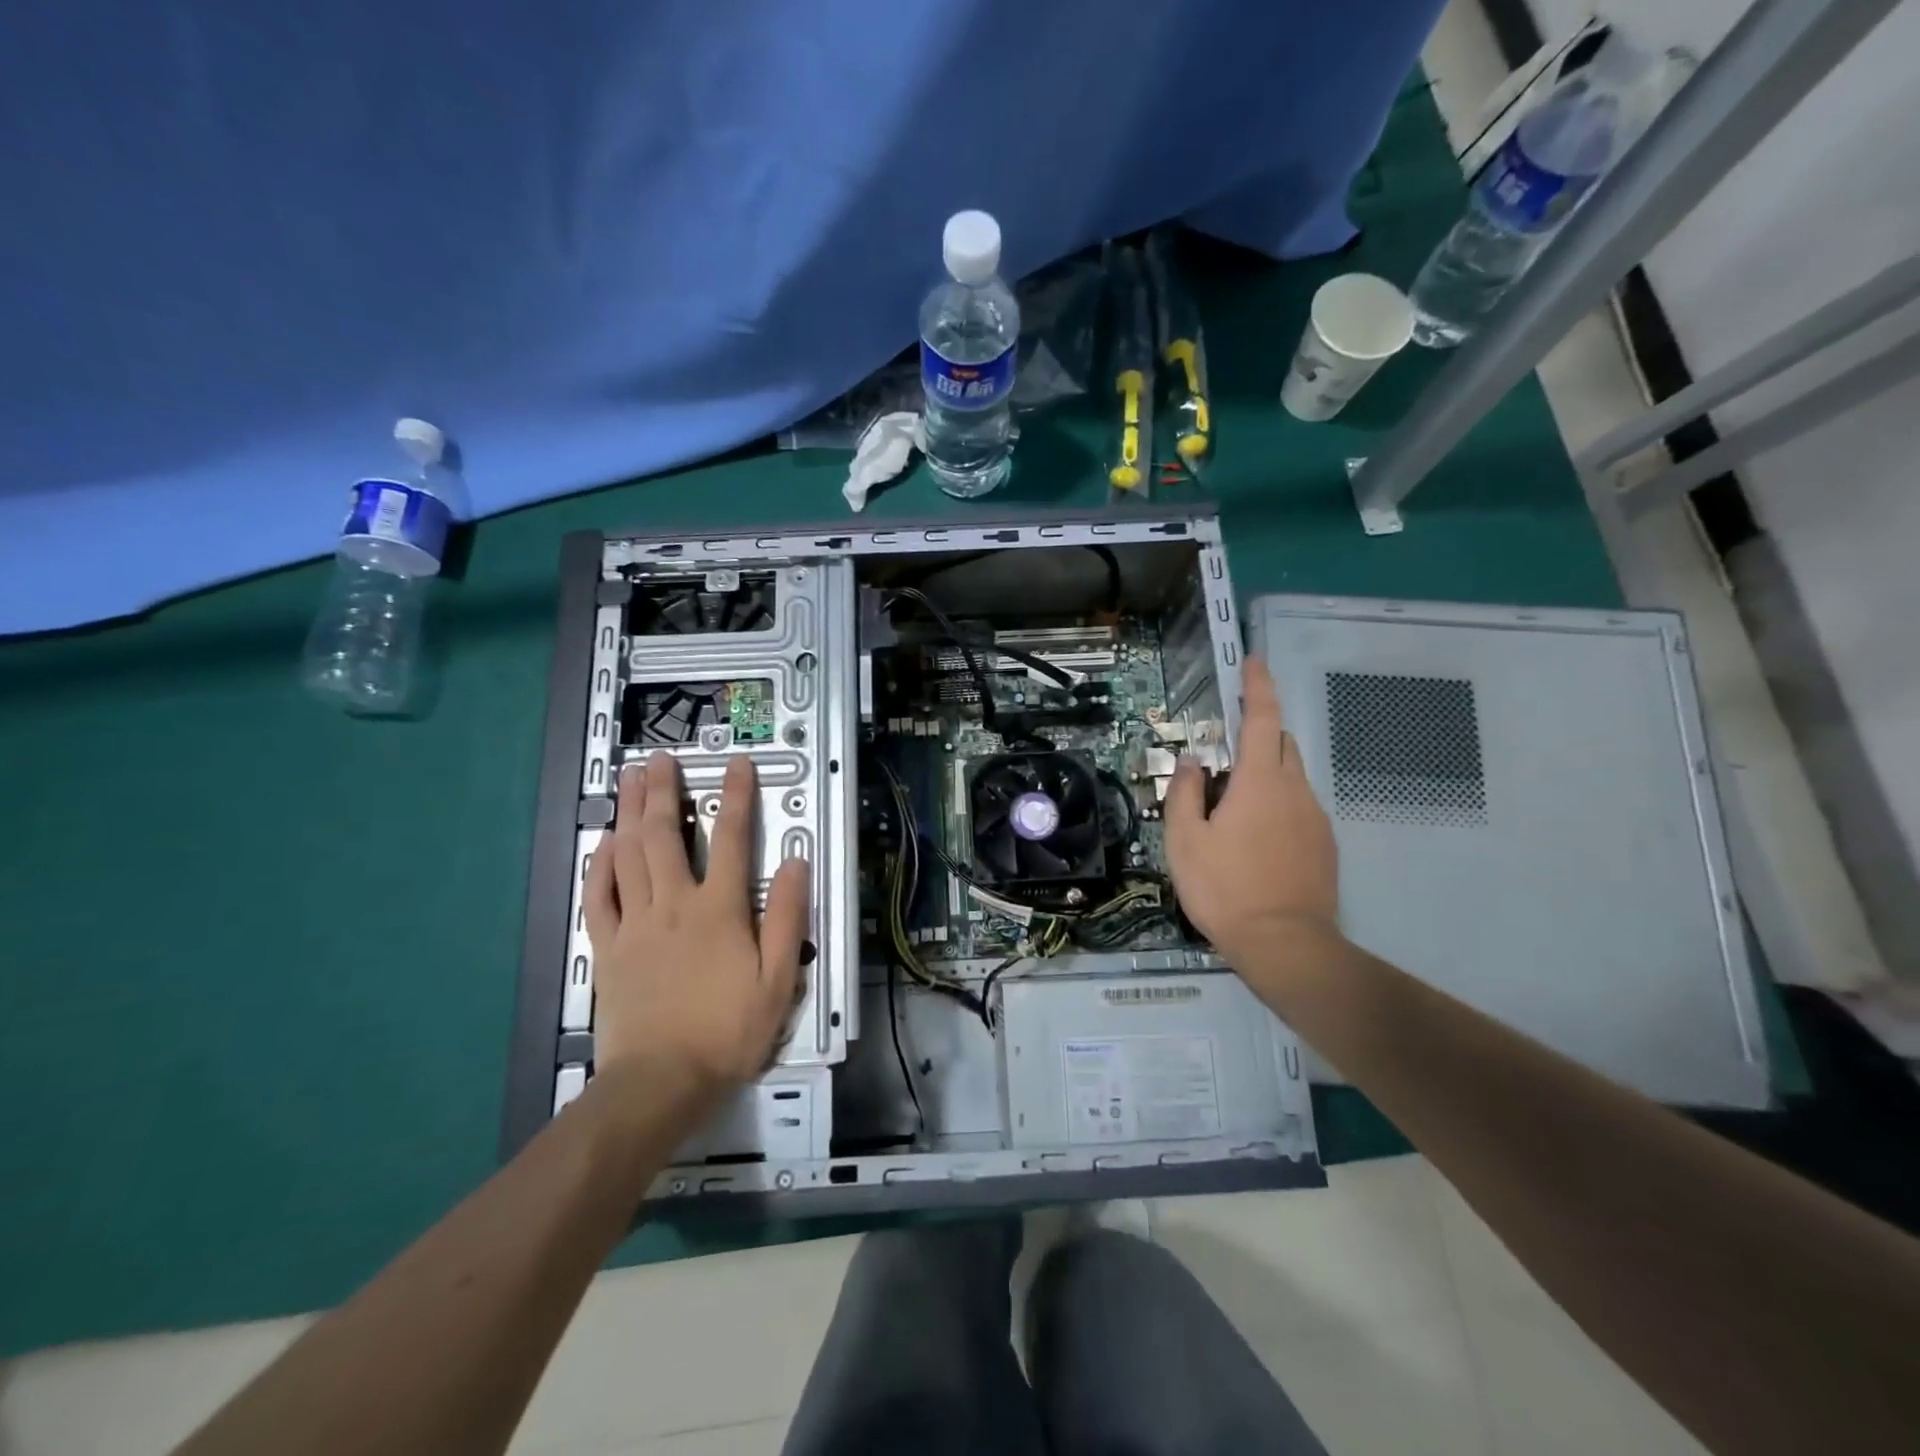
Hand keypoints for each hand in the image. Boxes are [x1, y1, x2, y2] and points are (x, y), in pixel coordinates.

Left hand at [583, 753, 810, 1103]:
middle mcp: (674, 904)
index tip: (735, 764)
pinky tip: (602, 844)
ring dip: (628, 813)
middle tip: (659, 758)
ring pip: (629, 856)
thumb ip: (786, 917)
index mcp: (718, 910)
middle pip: (665, 835)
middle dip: (663, 792)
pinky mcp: (609, 947)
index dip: (736, 797)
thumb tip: (794, 862)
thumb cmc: (727, 1031)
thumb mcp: (777, 979)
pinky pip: (599, 897)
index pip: (732, 839)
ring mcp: (636, 923)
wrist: (661, 1081)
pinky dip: (599, 866)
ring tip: (628, 780)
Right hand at [1164, 657, 1339, 985]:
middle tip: (1224, 763)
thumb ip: (1185, 793)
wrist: (1285, 945)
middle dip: (1259, 737)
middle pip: (1282, 744)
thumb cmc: (1224, 888)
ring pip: (1292, 779)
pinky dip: (1279, 807)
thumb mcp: (1184, 840)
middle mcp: (1296, 791)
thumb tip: (1194, 763)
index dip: (1257, 687)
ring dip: (1266, 777)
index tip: (1253, 663)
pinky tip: (1256, 843)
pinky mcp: (1325, 846)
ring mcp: (1316, 819)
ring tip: (1234, 815)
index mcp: (1260, 782)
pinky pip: (1300, 809)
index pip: (1263, 719)